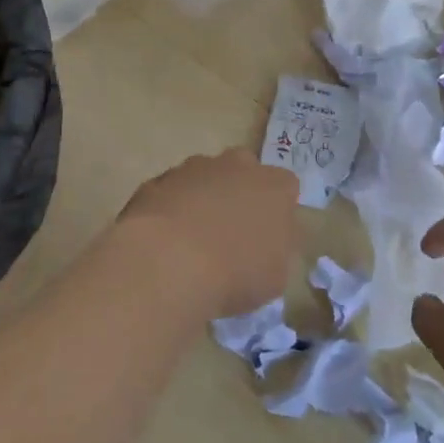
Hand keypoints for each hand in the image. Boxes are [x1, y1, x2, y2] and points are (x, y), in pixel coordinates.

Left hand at [114, 149, 301, 317]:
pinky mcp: (158, 179)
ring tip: (192, 239)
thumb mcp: (275, 276)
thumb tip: (267, 243)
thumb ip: (277, 250)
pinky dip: (171, 208)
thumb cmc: (235, 273)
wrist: (169, 262)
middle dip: (238, 193)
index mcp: (274, 186)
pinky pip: (171, 191)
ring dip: (202, 198)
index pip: (285, 187)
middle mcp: (237, 166)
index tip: (266, 235)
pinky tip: (164, 240)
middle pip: (243, 170)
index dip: (276, 209)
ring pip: (204, 177)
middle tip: (230, 231)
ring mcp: (194, 168)